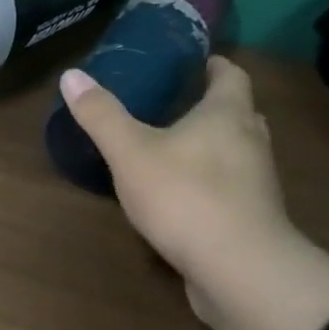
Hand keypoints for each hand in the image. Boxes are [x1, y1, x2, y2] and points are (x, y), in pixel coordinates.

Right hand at [59, 57, 328, 329]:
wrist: (238, 268)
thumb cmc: (184, 195)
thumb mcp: (130, 152)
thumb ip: (101, 115)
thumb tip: (71, 74)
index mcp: (226, 115)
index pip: (231, 76)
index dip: (215, 66)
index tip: (199, 61)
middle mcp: (250, 142)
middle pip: (239, 113)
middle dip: (214, 106)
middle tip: (181, 103)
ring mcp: (257, 183)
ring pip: (239, 152)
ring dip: (216, 145)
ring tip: (178, 148)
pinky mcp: (253, 218)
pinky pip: (233, 188)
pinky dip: (213, 182)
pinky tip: (184, 195)